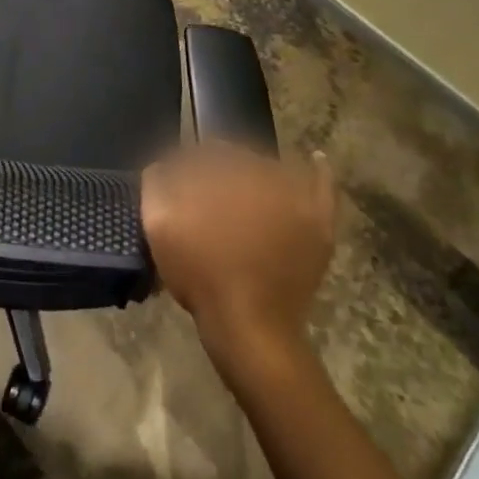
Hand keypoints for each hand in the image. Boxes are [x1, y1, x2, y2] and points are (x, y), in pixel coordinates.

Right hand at [141, 144, 336, 363]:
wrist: (248, 325)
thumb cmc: (199, 272)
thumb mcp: (158, 222)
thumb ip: (157, 179)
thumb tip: (167, 163)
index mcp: (222, 169)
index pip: (204, 152)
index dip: (189, 168)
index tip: (181, 187)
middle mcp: (261, 172)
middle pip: (239, 158)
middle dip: (222, 170)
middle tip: (208, 198)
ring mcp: (295, 197)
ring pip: (273, 169)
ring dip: (257, 173)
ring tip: (244, 193)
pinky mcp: (317, 223)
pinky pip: (321, 187)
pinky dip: (318, 172)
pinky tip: (315, 160)